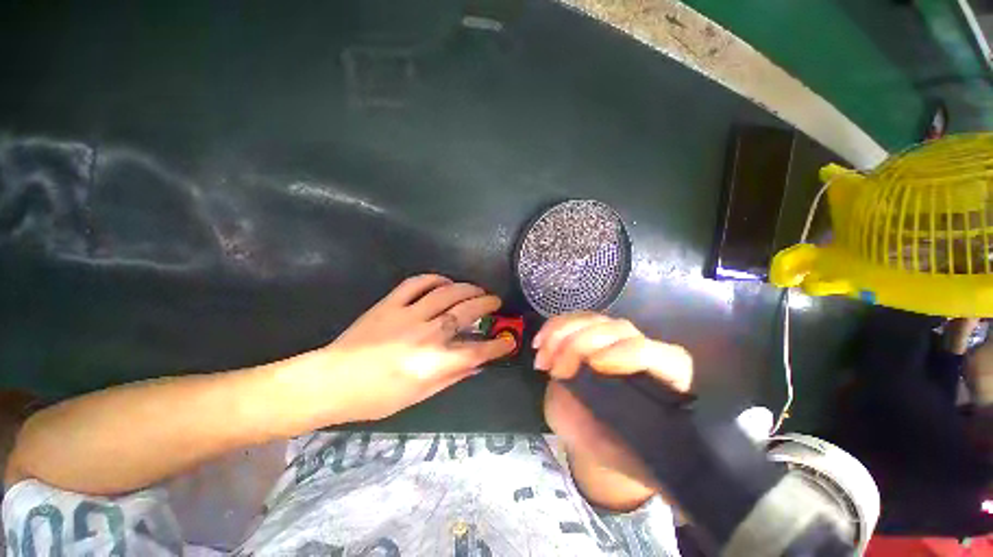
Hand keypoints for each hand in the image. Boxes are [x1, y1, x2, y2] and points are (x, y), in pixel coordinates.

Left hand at [313, 274, 515, 422]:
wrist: (331, 381)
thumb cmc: (377, 398)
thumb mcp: (419, 395)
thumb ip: (452, 377)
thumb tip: (477, 364)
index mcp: (433, 362)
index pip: (477, 350)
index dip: (498, 345)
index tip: (508, 341)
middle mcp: (426, 334)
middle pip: (467, 312)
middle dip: (487, 305)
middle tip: (495, 302)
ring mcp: (408, 314)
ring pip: (447, 293)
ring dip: (467, 288)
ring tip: (477, 290)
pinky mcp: (391, 303)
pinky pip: (417, 283)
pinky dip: (435, 279)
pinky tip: (445, 282)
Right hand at [534, 313, 693, 509]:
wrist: (596, 437)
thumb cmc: (614, 449)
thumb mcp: (618, 451)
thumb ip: (618, 432)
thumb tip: (603, 409)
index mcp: (667, 379)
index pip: (659, 355)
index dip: (628, 353)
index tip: (594, 366)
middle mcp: (643, 350)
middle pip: (617, 329)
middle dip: (580, 344)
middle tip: (556, 371)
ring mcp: (614, 337)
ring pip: (591, 319)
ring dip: (560, 334)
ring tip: (542, 361)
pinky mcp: (590, 332)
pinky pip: (571, 319)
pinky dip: (551, 328)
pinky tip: (538, 345)